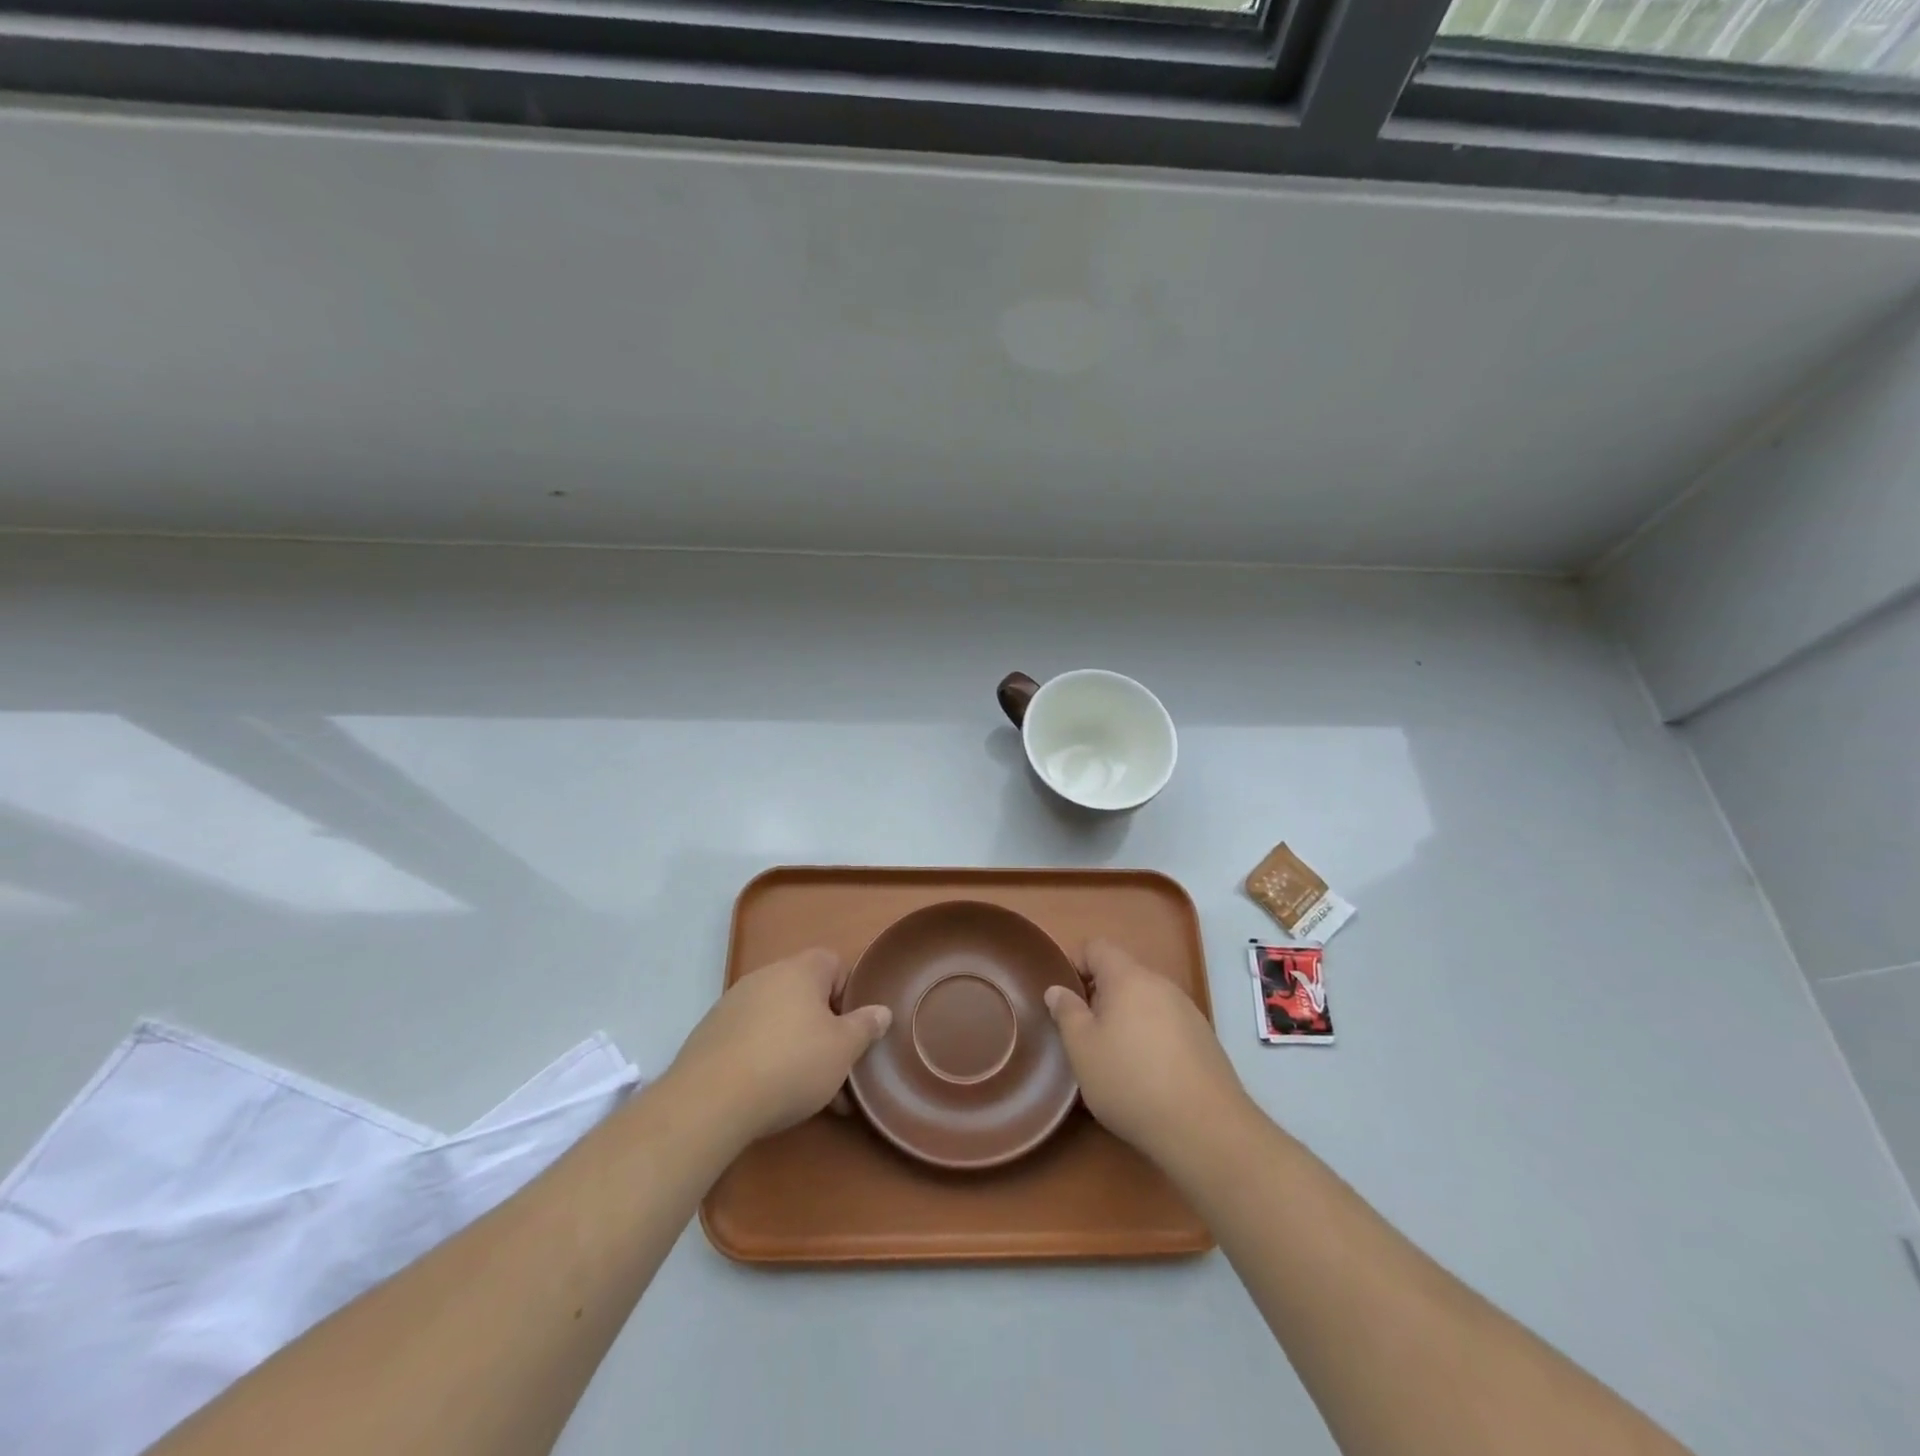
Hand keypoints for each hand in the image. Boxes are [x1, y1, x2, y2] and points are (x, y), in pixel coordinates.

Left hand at [668, 948, 890, 1146]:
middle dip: (823, 1028)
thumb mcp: (843, 1049)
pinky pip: (750, 1038)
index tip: (851, 1029)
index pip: (833, 963)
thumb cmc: (791, 1064)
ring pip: (778, 1020)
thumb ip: (865, 1026)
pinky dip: (764, 1058)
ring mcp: (732, 1004)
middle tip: (835, 1067)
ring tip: (806, 1093)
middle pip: (805, 994)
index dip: (847, 994)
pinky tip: (768, 1094)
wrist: (711, 1100)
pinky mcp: (710, 1034)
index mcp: (800, 970)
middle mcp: (765, 976)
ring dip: (795, 1047)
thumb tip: (881, 1010)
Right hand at [1045, 939, 1248, 1165]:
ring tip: (1115, 1059)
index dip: (1076, 964)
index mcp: (1128, 978)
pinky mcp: (1204, 1039)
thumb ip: (1067, 1013)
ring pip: (1145, 1001)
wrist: (1206, 1128)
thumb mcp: (1082, 1049)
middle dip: (1100, 997)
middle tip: (1085, 1034)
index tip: (1066, 999)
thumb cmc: (1131, 1081)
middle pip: (1123, 974)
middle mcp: (1161, 985)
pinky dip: (1151, 1038)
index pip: (1097, 947)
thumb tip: (1057, 990)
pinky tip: (1147, 1076)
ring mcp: (1188, 1011)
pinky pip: (1167, 1024)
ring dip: (1126, 1019)